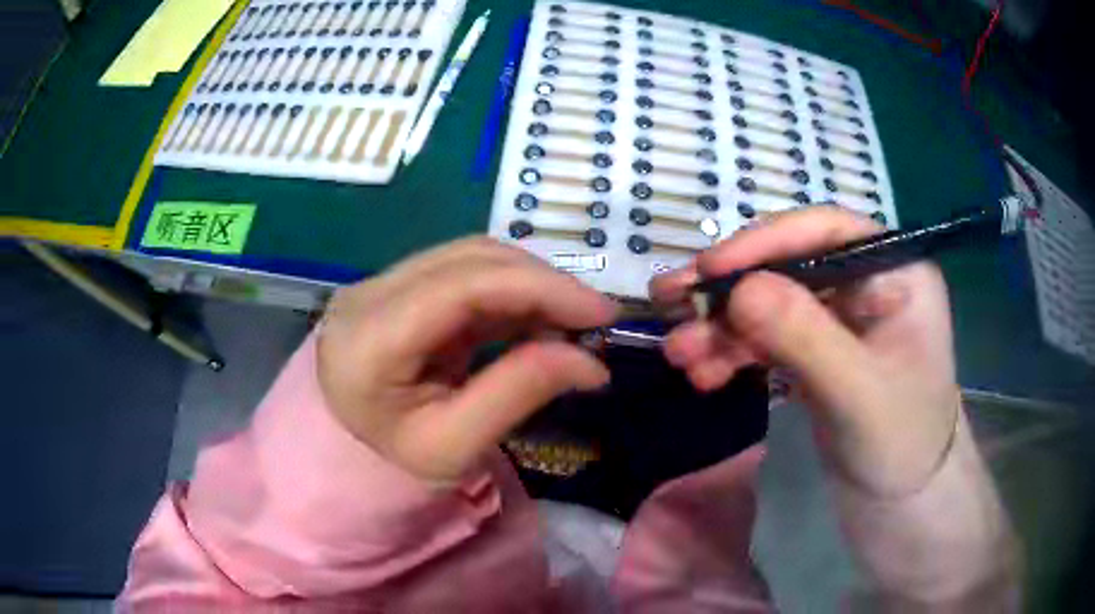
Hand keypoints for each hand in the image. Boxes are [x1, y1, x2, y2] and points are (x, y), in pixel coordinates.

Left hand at [317, 238, 616, 483]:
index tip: (600, 311)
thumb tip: (591, 361)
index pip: (461, 287)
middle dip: (543, 282)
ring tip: (571, 318)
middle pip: (469, 260)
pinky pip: (464, 270)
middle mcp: (368, 295)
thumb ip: (518, 394)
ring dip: (530, 280)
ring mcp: (380, 282)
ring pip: (470, 256)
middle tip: (594, 317)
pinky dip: (510, 288)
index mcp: (368, 340)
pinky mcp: (398, 283)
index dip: (538, 288)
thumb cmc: (395, 458)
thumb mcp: (455, 445)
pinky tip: (538, 313)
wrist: (350, 444)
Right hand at [651, 207, 960, 496]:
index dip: (766, 242)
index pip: (826, 232)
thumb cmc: (901, 444)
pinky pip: (767, 336)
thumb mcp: (859, 393)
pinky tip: (705, 373)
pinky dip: (733, 351)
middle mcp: (865, 282)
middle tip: (670, 301)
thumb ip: (805, 337)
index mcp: (895, 272)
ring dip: (723, 326)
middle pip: (788, 264)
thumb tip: (739, 289)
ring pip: (770, 302)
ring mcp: (838, 316)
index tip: (710, 268)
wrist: (900, 500)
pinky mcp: (816, 348)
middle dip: (731, 289)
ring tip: (680, 355)